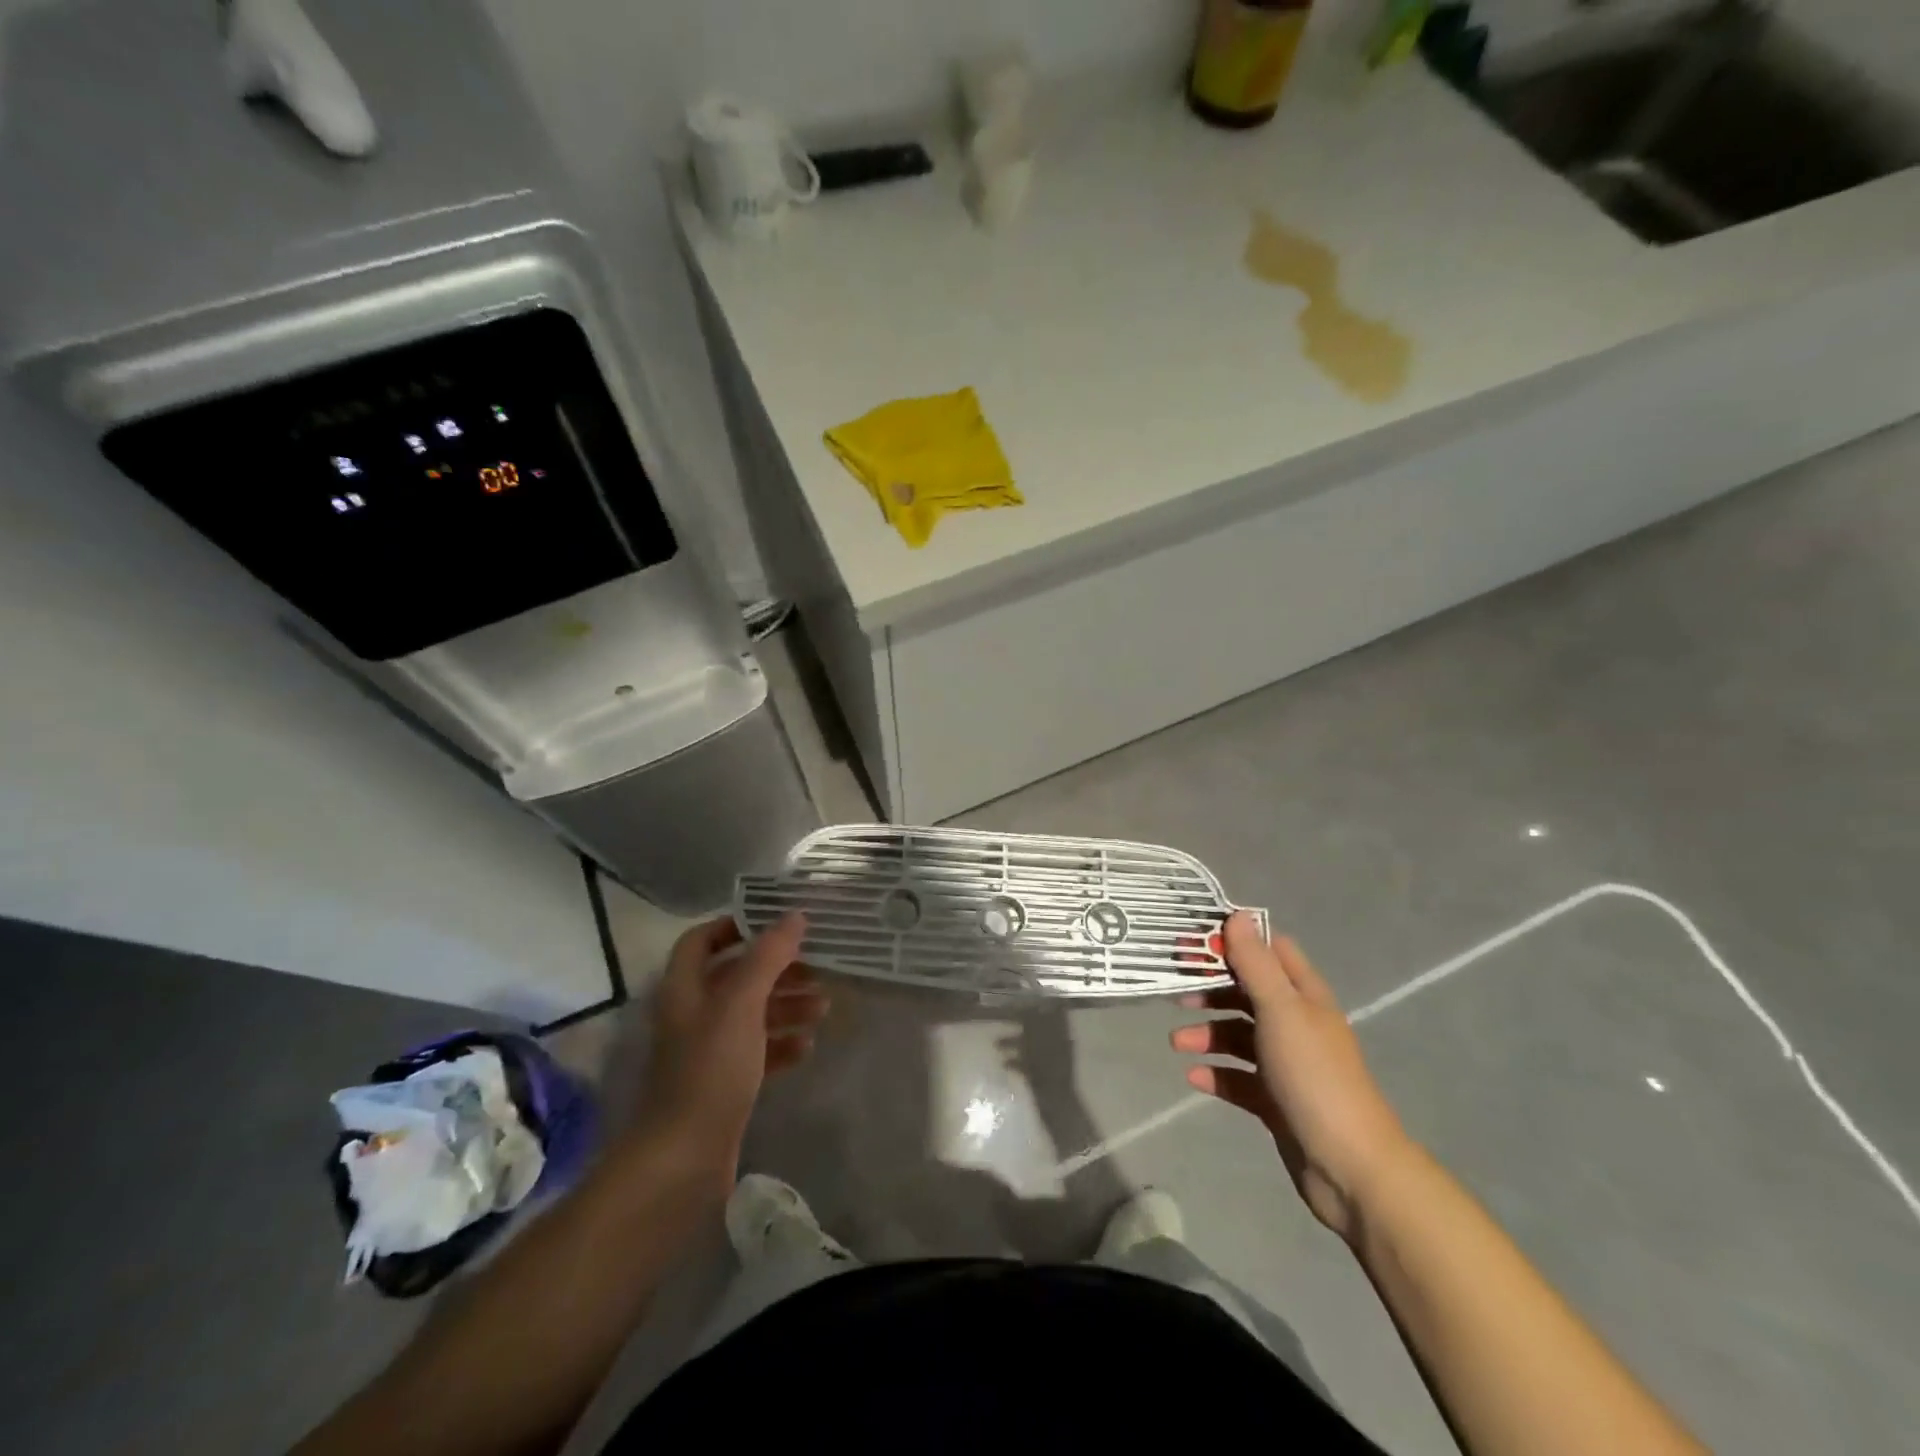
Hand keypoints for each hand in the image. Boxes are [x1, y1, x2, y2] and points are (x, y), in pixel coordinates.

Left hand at [633, 913, 827, 1177]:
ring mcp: (708, 1051)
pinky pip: (758, 1050)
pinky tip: (807, 1046)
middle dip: (777, 970)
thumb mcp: (741, 1004)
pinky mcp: (724, 1083)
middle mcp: (693, 1014)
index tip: (777, 924)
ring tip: (823, 1008)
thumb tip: (795, 916)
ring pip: (752, 1014)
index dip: (735, 926)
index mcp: (685, 988)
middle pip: (736, 976)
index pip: (702, 940)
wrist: (684, 1160)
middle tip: (817, 969)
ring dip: (786, 1005)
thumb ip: (768, 957)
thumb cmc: (710, 1070)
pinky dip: (782, 1043)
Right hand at [1172, 914, 1412, 1242]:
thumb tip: (1238, 914)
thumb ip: (1255, 963)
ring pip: (1238, 1035)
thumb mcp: (1280, 1010)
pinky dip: (1216, 1073)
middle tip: (1174, 991)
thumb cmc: (1313, 1075)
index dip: (1233, 942)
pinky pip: (1238, 1077)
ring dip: (1207, 1034)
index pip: (1269, 951)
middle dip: (1211, 990)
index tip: (1194, 942)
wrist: (1349, 1166)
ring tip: (1177, 1043)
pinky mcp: (1275, 1099)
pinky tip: (1194, 1077)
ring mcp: (1286, 1063)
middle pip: (1247, 992)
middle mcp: (1296, 1023)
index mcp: (1303, 996)